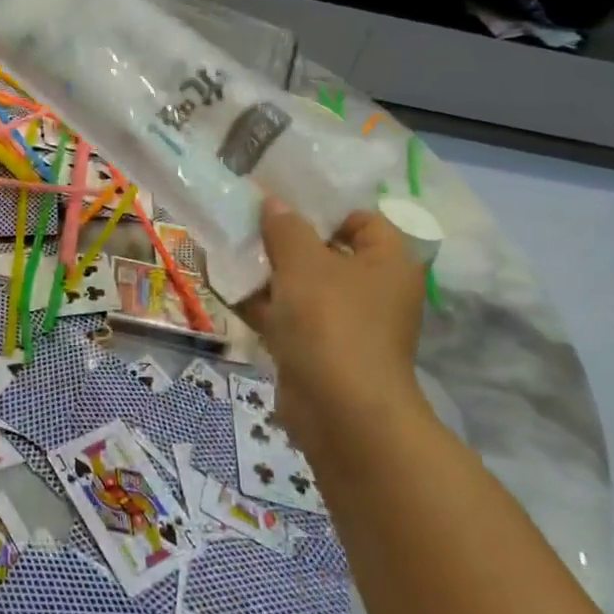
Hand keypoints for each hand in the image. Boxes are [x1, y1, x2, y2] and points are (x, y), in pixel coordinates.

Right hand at [239, 200, 428, 448]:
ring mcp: (345, 324)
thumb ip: (286, 227)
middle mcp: (373, 291)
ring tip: (228, 248)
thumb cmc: (331, 321)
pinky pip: (289, 317)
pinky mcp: (319, 351)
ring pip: (303, 286)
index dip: (324, 208)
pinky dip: (263, 305)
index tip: (283, 201)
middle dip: (286, 239)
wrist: (340, 412)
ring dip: (268, 272)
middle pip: (327, 252)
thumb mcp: (303, 262)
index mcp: (387, 262)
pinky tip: (226, 286)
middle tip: (247, 221)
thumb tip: (274, 203)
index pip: (362, 220)